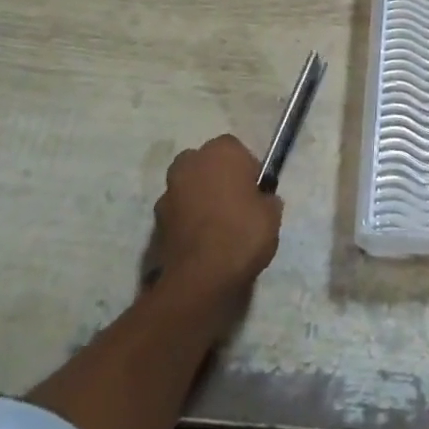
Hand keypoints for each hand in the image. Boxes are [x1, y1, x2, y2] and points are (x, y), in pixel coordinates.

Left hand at [150, 135, 282, 311]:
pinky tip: (202, 242)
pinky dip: (187, 221)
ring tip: (216, 227)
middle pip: (206, 164)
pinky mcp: (156, 220)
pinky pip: (178, 213)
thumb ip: (265, 198)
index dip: (246, 170)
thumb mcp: (272, 213)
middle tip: (234, 204)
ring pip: (189, 187)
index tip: (254, 191)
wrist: (201, 278)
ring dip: (199, 199)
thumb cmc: (243, 233)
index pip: (236, 150)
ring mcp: (169, 191)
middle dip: (217, 178)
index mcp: (221, 151)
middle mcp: (191, 162)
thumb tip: (260, 200)